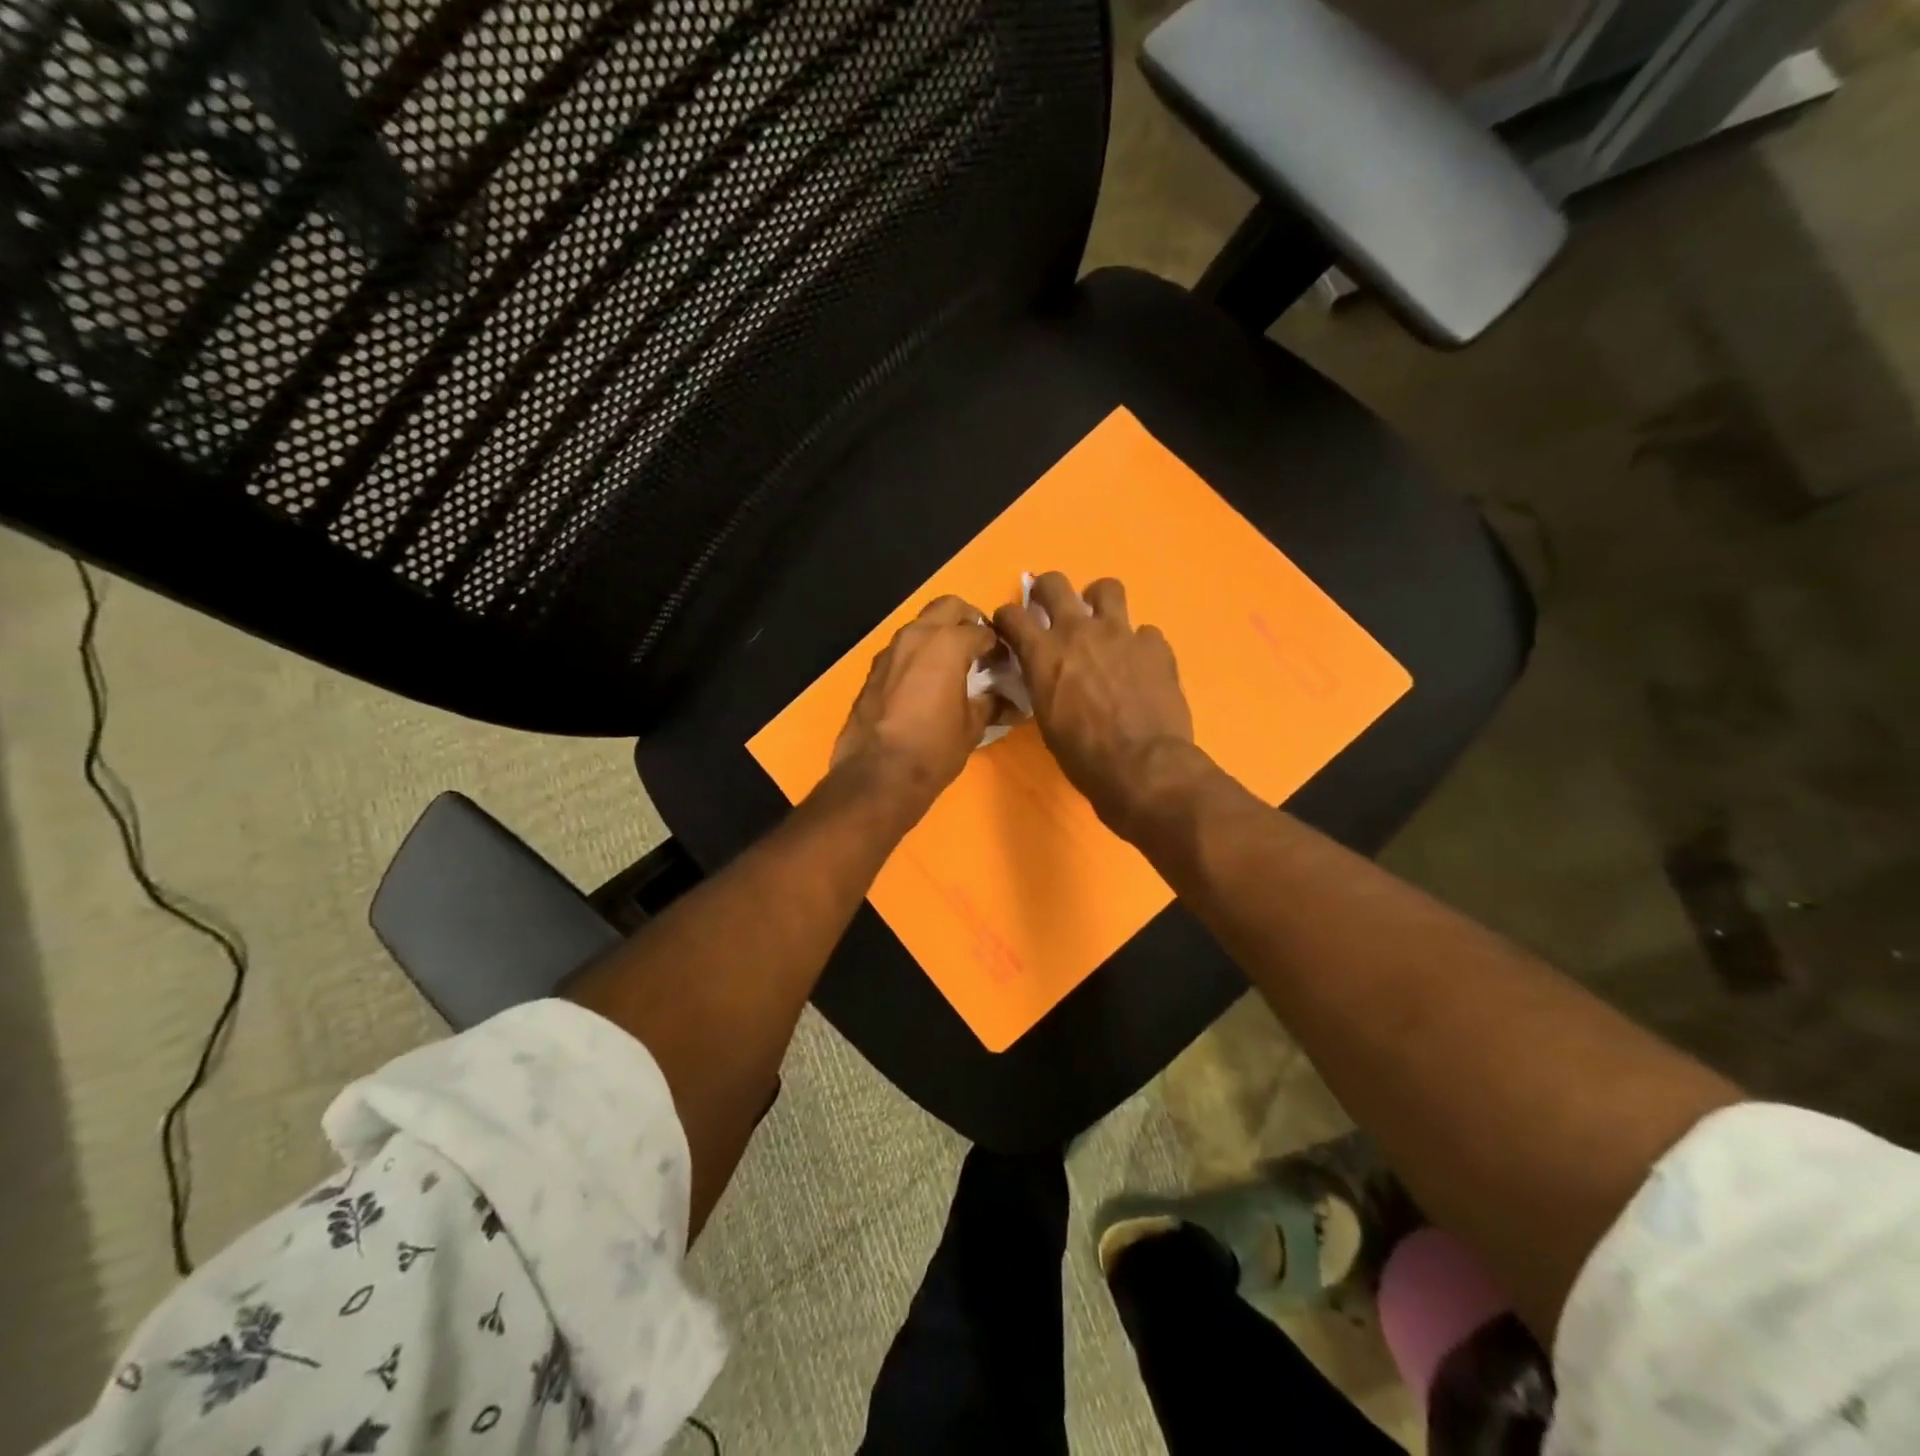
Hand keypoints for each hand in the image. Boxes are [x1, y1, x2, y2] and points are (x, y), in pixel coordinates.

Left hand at [831, 595, 998, 817]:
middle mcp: (916, 636)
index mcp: (947, 643)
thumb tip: (1010, 702)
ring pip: (921, 625)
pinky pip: (902, 650)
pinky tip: (926, 684)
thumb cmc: (934, 748)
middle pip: (948, 607)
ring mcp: (890, 650)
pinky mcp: (873, 670)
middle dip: (967, 620)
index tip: (1006, 663)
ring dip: (939, 635)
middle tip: (979, 648)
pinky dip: (918, 655)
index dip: (999, 646)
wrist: (878, 775)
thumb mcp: (972, 727)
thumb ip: (991, 704)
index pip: (983, 630)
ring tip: (954, 666)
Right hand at [993, 572, 1197, 833]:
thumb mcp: (1047, 721)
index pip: (1011, 615)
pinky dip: (1138, 645)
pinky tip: (1139, 665)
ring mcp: (1121, 633)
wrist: (1142, 767)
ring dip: (1098, 601)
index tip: (1010, 626)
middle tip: (1049, 604)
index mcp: (1044, 654)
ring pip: (1106, 588)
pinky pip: (1144, 632)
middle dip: (1046, 589)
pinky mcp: (1155, 646)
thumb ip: (1044, 685)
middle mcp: (1079, 632)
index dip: (1007, 617)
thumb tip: (1047, 676)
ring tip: (1101, 622)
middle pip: (1055, 583)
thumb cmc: (1084, 757)